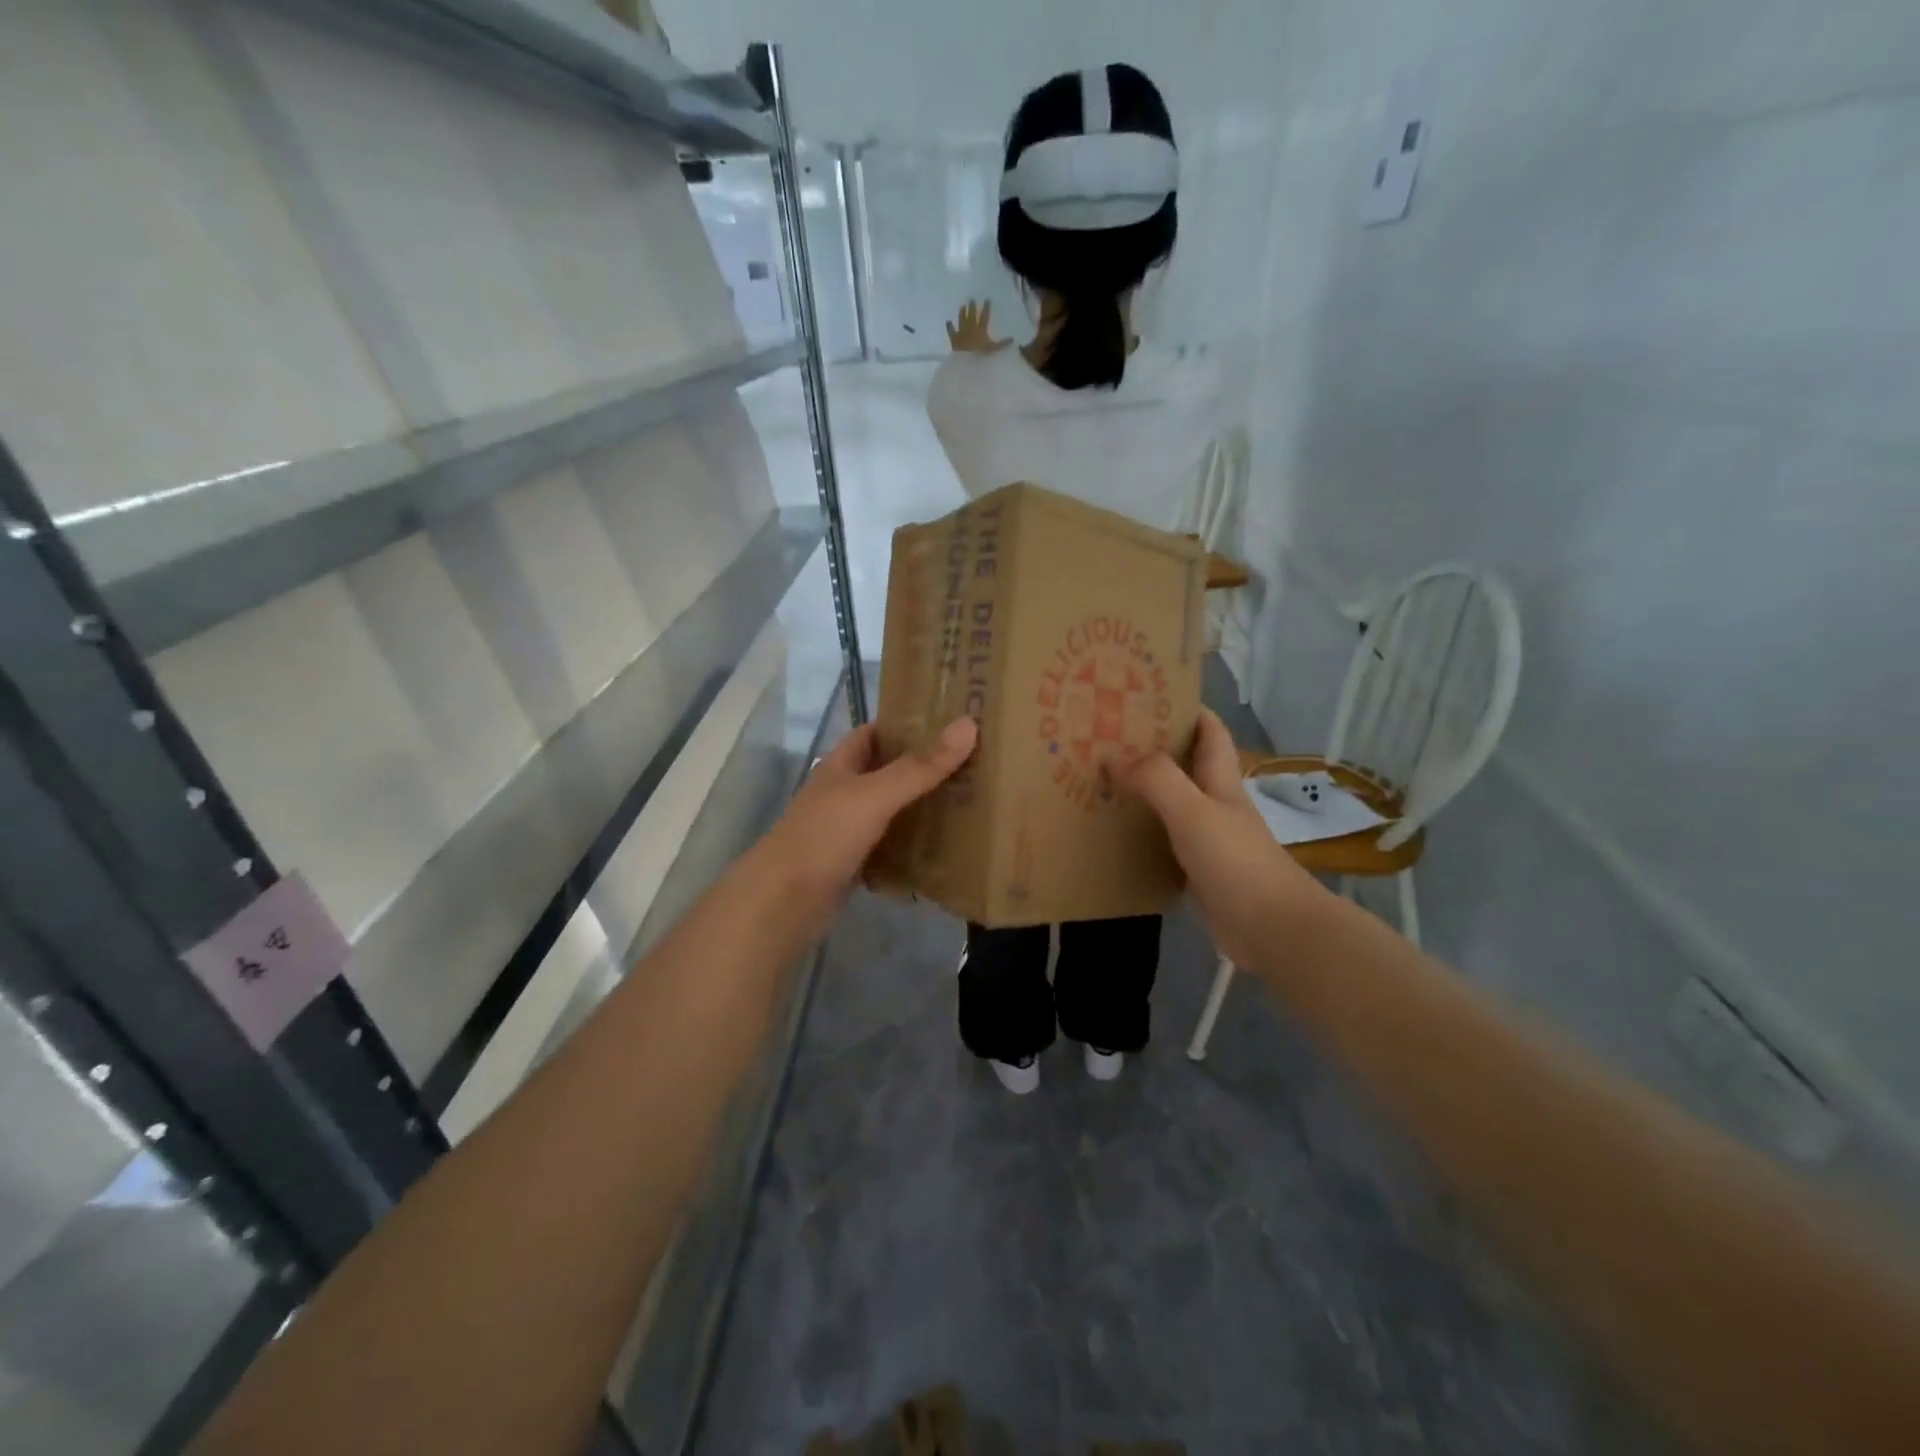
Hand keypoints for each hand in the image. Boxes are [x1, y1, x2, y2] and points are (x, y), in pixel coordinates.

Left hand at [755, 718, 977, 910]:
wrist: (784, 902)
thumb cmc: (825, 836)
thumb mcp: (875, 795)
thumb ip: (920, 766)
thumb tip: (969, 724)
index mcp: (841, 765)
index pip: (874, 733)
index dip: (906, 724)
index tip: (949, 723)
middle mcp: (843, 792)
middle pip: (887, 771)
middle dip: (923, 767)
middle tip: (972, 764)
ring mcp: (846, 829)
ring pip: (890, 810)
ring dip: (920, 806)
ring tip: (968, 801)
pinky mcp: (853, 863)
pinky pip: (889, 846)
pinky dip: (911, 845)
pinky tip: (943, 847)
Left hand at [946, 300, 1009, 353]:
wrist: (966, 364)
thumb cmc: (980, 356)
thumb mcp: (993, 350)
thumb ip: (1002, 344)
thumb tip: (1012, 339)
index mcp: (980, 329)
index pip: (984, 315)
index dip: (986, 307)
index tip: (987, 299)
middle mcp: (970, 328)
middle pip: (971, 315)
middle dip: (972, 307)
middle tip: (971, 299)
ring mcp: (961, 333)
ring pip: (961, 320)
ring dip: (962, 313)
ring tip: (962, 306)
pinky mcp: (954, 339)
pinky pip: (951, 331)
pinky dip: (949, 326)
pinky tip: (948, 321)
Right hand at [1118, 709, 1323, 968]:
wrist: (1271, 929)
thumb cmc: (1236, 861)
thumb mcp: (1194, 811)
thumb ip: (1157, 779)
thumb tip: (1114, 755)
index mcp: (1221, 781)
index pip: (1210, 731)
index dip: (1186, 708)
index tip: (1146, 694)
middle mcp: (1215, 804)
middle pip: (1184, 765)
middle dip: (1151, 747)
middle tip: (1106, 737)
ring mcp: (1207, 839)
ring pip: (1170, 803)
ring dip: (1141, 791)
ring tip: (1098, 779)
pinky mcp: (1196, 871)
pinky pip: (1162, 841)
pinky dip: (1140, 832)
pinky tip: (1112, 833)